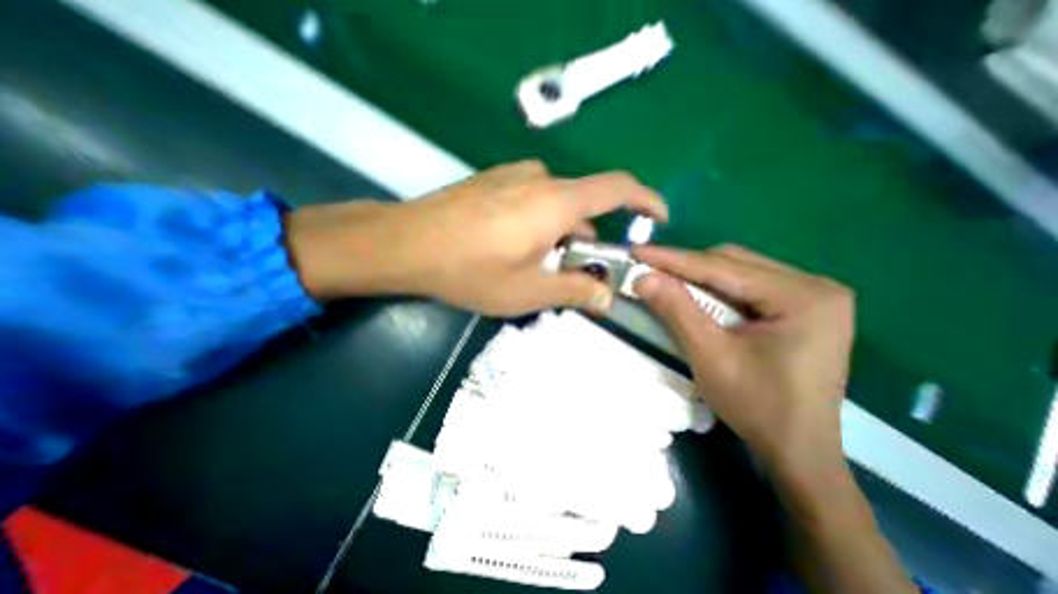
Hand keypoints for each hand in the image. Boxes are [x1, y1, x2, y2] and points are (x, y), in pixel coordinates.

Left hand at [285, 157, 663, 315]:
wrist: (405, 244)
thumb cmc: (470, 269)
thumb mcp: (527, 291)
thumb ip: (573, 291)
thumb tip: (608, 297)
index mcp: (556, 203)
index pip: (617, 189)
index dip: (645, 200)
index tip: (658, 218)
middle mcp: (539, 179)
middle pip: (583, 209)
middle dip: (585, 243)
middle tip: (572, 276)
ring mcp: (513, 176)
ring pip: (556, 207)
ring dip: (558, 237)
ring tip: (534, 268)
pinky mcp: (493, 181)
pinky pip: (532, 201)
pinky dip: (538, 225)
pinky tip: (511, 248)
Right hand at [632, 243, 854, 479]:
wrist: (797, 450)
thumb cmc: (756, 406)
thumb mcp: (709, 355)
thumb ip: (676, 310)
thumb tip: (643, 277)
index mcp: (802, 296)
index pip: (721, 267)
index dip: (673, 259)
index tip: (637, 251)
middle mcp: (814, 286)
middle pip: (733, 263)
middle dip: (686, 266)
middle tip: (648, 269)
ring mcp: (811, 296)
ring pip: (738, 271)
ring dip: (698, 276)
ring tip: (665, 281)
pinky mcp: (801, 308)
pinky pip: (747, 286)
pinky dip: (714, 288)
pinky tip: (695, 296)